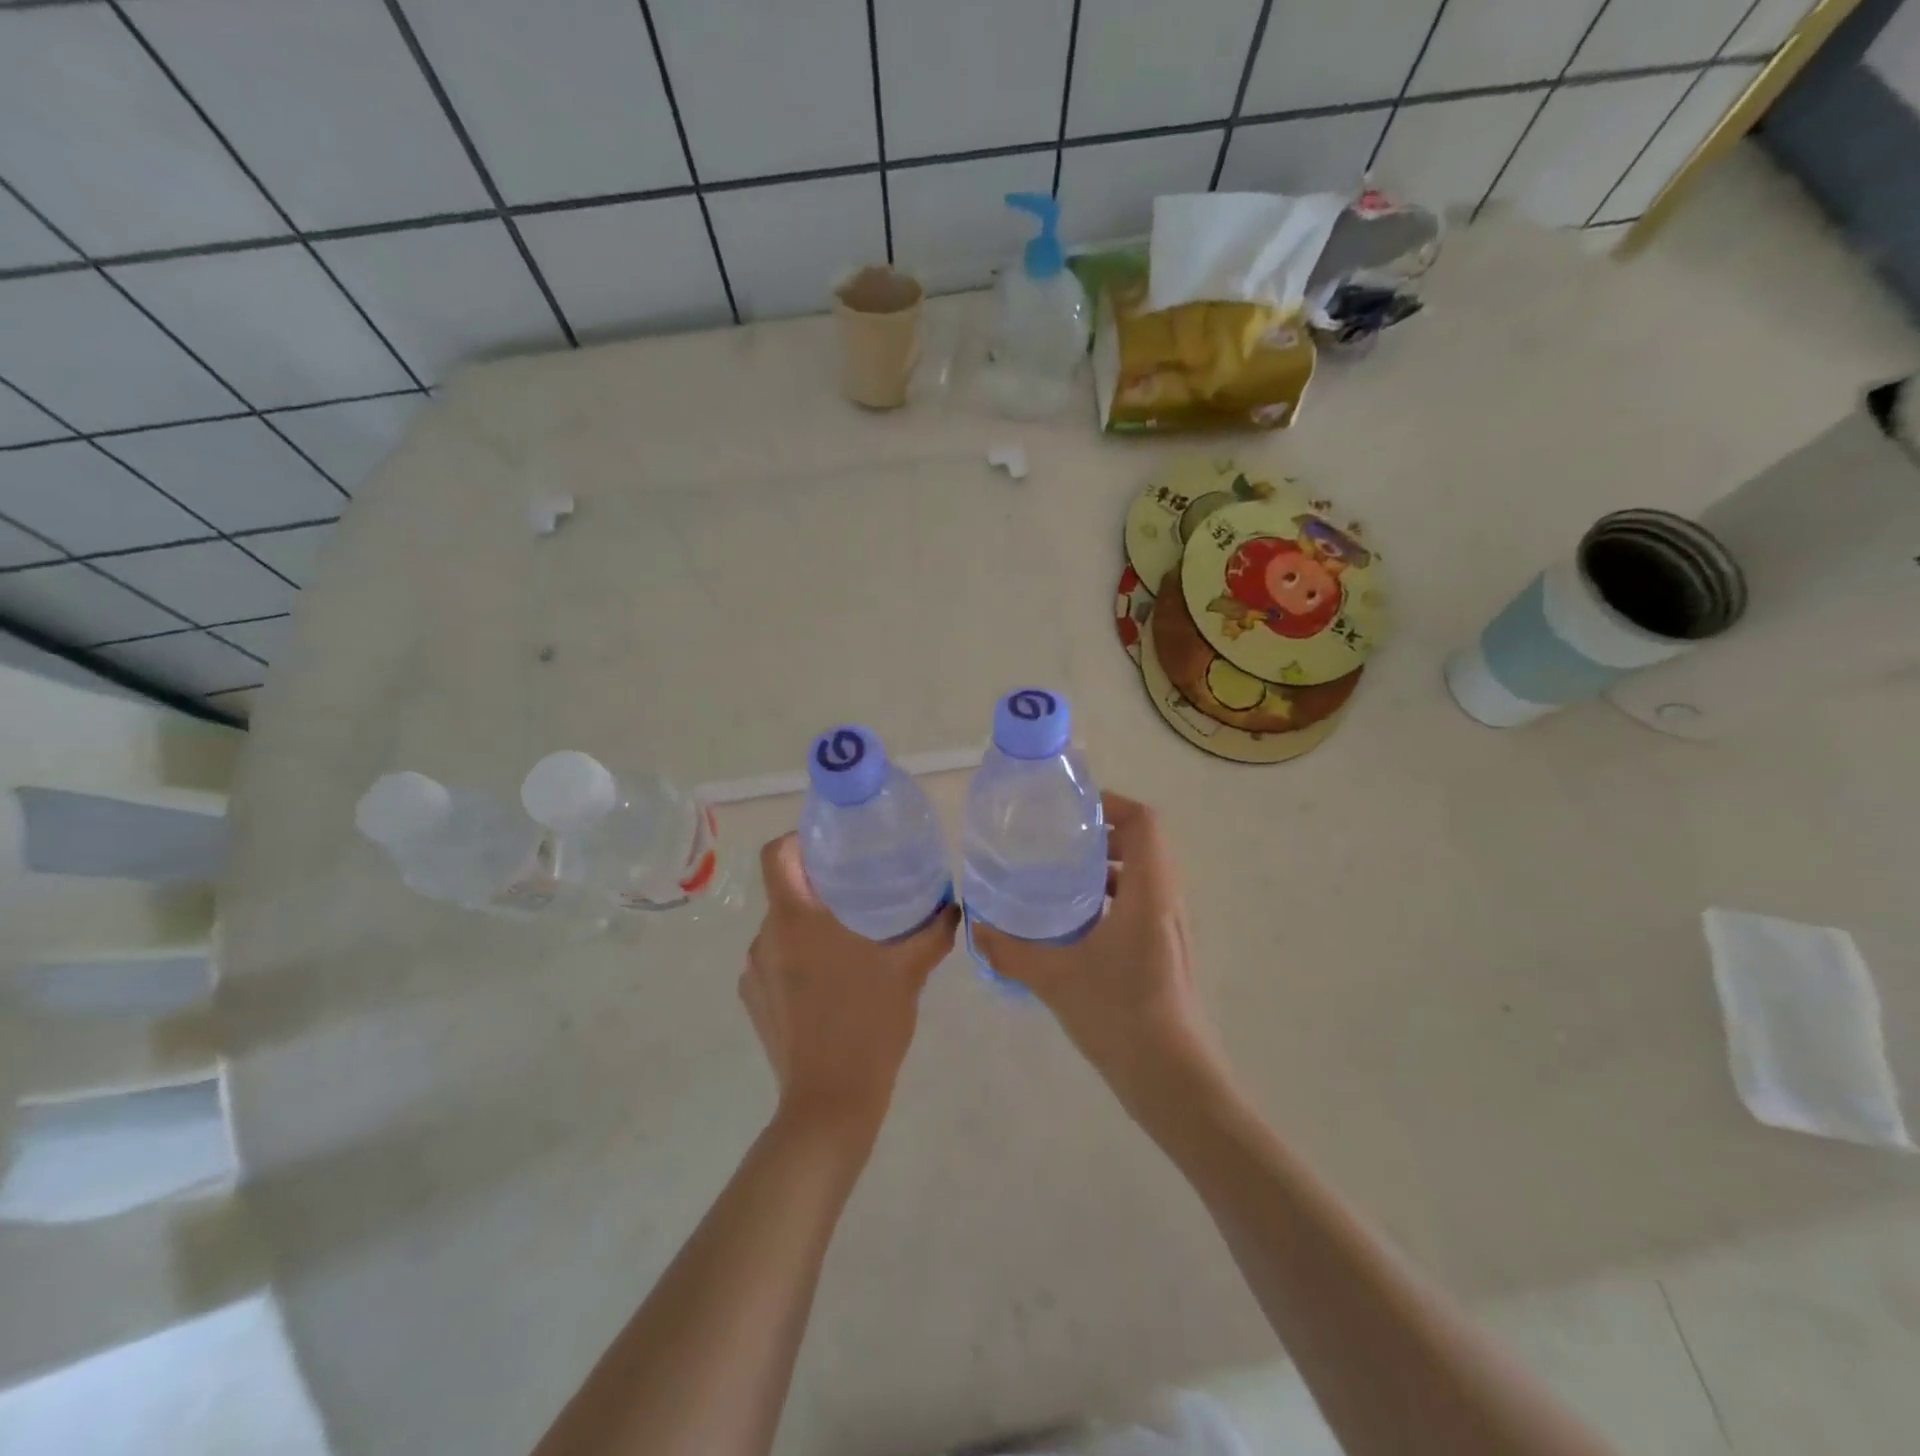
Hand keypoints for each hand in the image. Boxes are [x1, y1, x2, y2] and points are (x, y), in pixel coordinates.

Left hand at [741, 834, 959, 1139]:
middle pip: (785, 891)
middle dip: (819, 887)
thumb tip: (952, 906)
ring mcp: (754, 973)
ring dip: (810, 927)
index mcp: (795, 920)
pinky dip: (799, 960)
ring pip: (782, 929)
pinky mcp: (754, 1002)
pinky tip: (832, 981)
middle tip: (859, 890)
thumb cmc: (868, 1024)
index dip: (798, 839)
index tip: (832, 845)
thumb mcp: (909, 971)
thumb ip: (933, 930)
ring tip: (849, 939)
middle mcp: (765, 938)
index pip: (777, 855)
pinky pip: (775, 963)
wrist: (830, 1103)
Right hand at [971, 794, 1214, 1102]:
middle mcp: (1168, 902)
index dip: (1112, 804)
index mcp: (1150, 892)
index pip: (1144, 822)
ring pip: (1145, 876)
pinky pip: (1143, 904)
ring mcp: (1172, 929)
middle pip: (1144, 844)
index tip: (1072, 810)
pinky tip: (1078, 925)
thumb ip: (1011, 950)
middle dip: (1103, 834)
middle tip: (1058, 842)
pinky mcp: (1168, 953)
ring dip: (1109, 868)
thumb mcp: (1056, 978)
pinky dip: (1114, 898)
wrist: (1173, 1080)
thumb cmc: (1120, 1016)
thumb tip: (976, 927)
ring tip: (1062, 879)